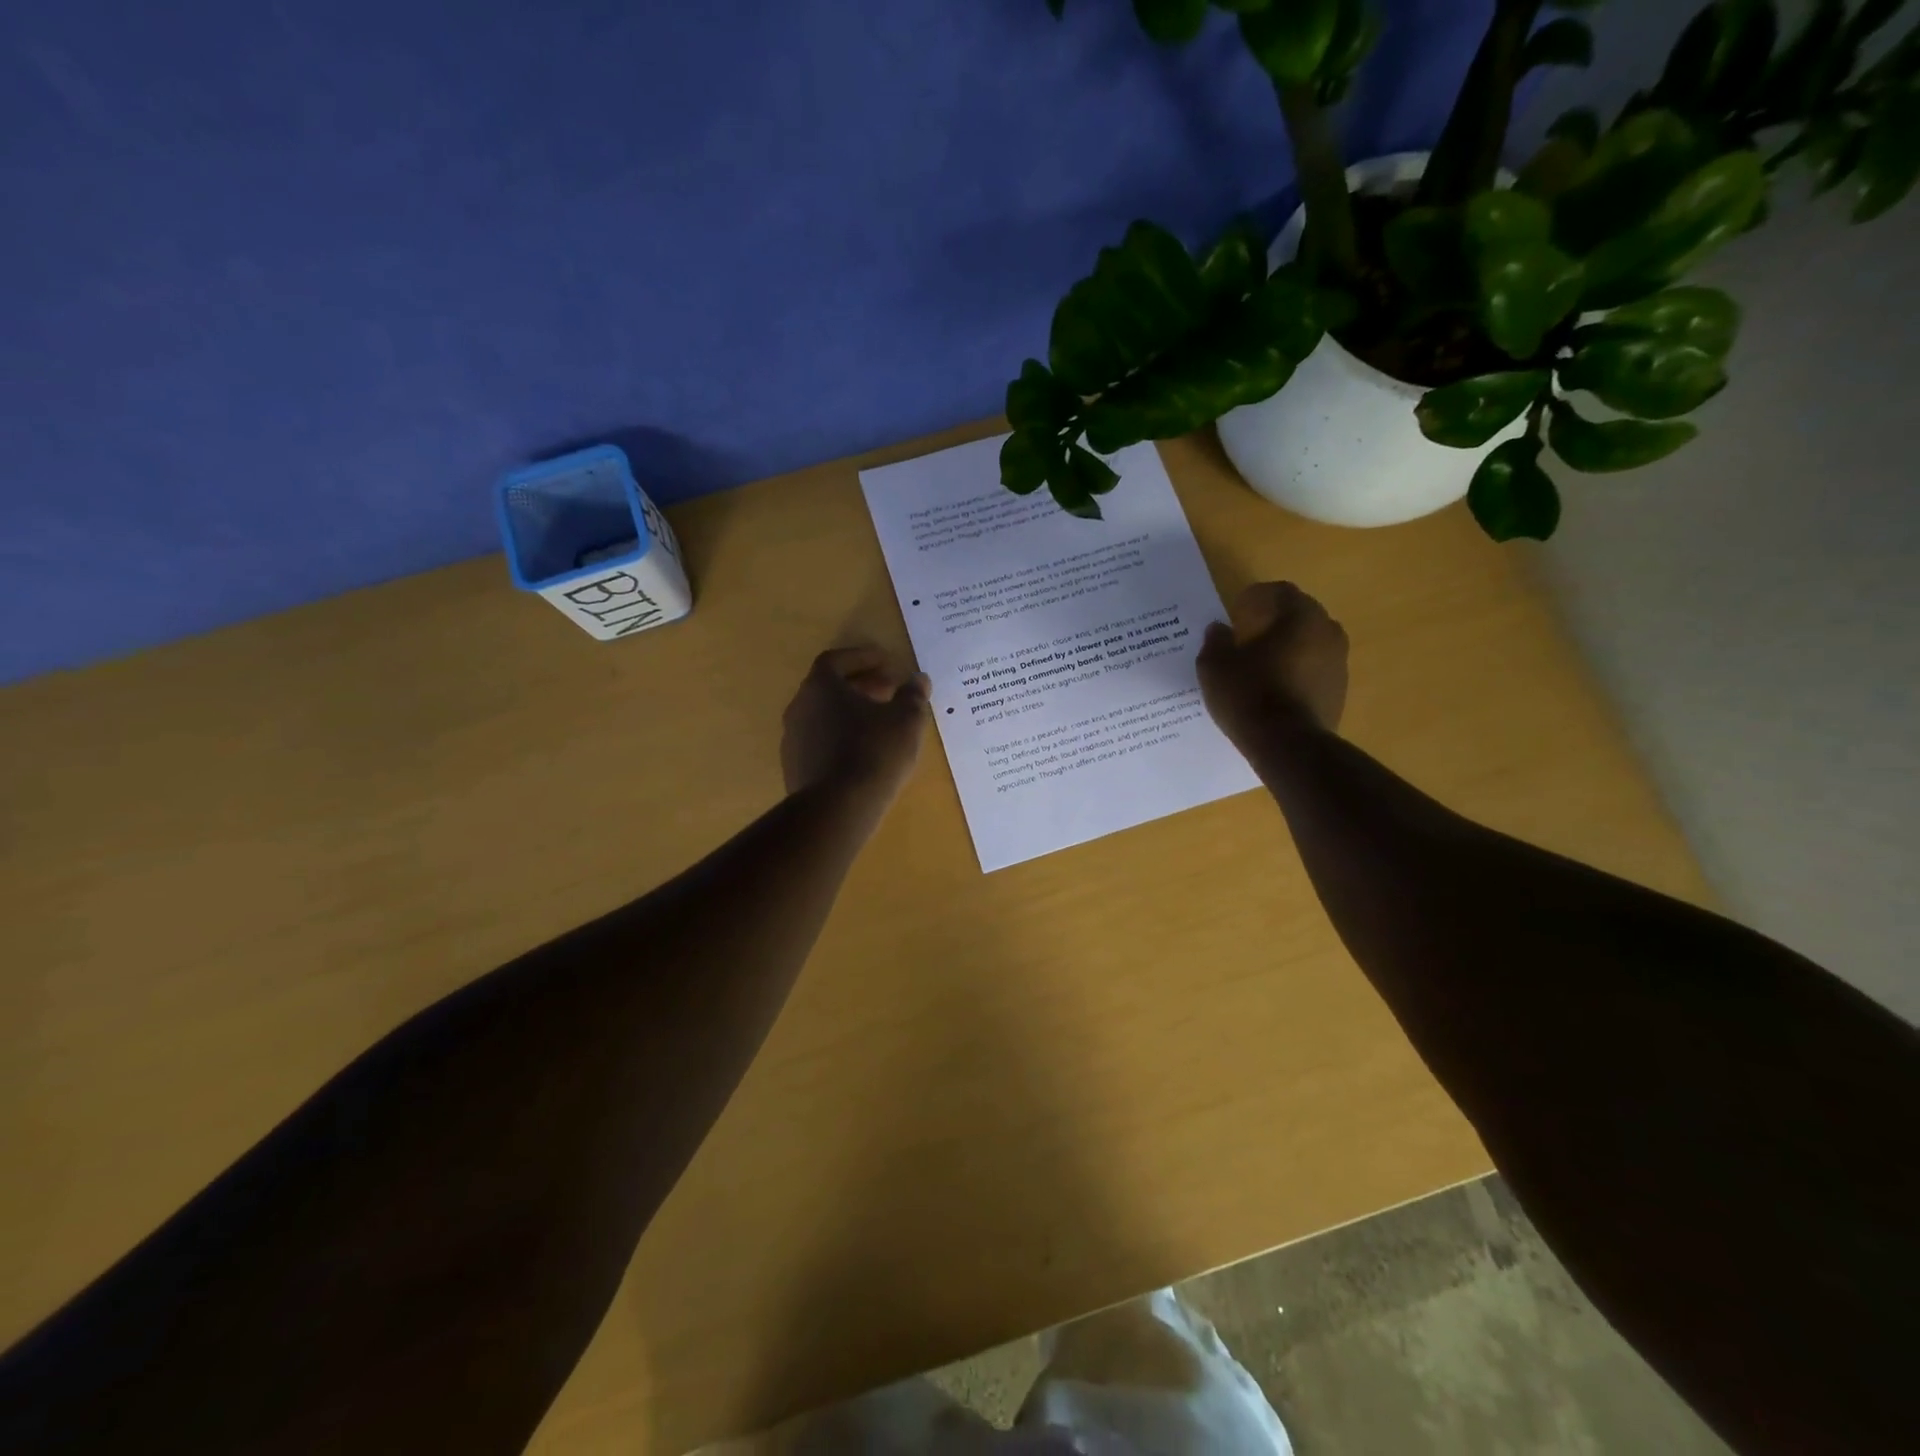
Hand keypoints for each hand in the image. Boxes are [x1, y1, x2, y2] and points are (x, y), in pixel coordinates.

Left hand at [781, 647, 929, 805]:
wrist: (837, 809)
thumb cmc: (874, 752)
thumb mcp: (906, 720)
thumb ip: (913, 695)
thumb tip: (918, 679)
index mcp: (821, 686)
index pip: (837, 659)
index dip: (863, 658)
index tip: (888, 664)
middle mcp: (800, 707)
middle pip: (829, 688)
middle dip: (861, 686)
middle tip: (890, 692)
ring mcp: (793, 740)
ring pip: (824, 716)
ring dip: (850, 713)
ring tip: (880, 724)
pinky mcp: (795, 768)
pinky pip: (820, 742)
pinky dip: (841, 738)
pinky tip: (864, 754)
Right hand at [1196, 581, 1348, 754]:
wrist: (1287, 745)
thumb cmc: (1248, 695)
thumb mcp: (1215, 666)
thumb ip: (1216, 641)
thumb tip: (1218, 628)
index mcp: (1300, 616)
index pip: (1281, 591)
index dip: (1256, 596)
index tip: (1237, 611)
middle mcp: (1328, 632)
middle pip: (1300, 615)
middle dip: (1275, 620)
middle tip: (1248, 634)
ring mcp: (1339, 663)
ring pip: (1310, 643)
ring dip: (1288, 646)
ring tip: (1262, 663)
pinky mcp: (1339, 691)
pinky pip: (1315, 670)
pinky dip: (1297, 671)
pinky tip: (1275, 687)